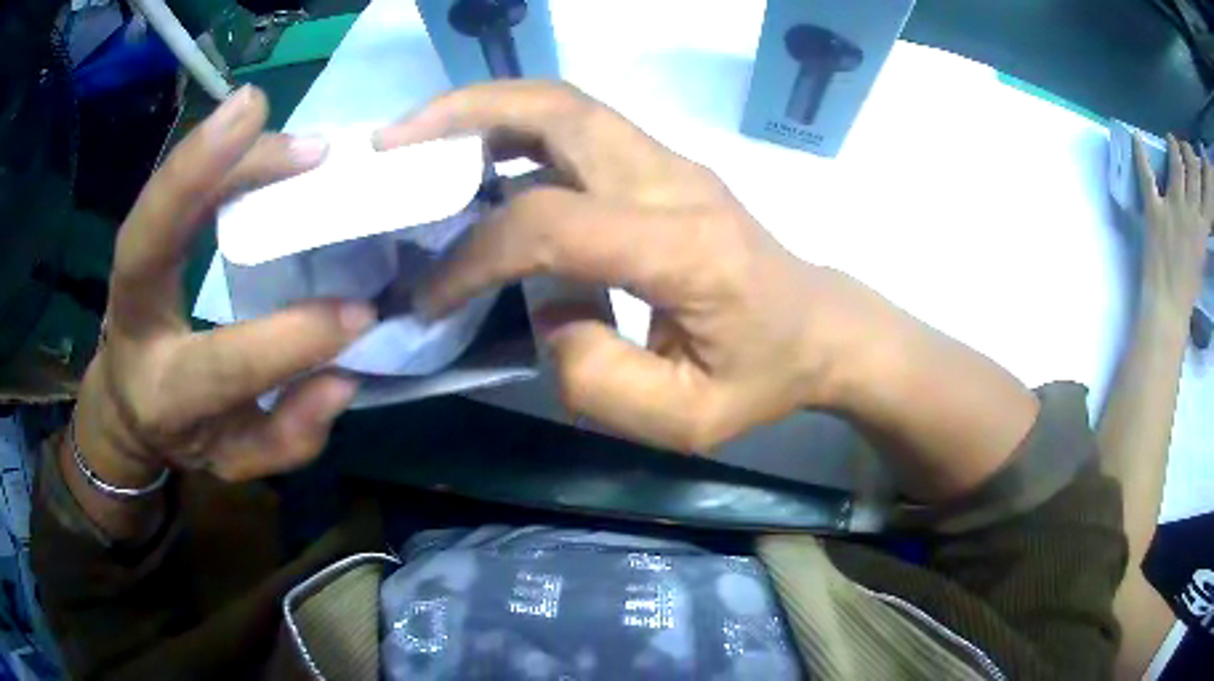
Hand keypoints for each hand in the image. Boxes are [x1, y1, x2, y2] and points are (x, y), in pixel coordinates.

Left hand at [75, 85, 374, 487]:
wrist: (128, 404)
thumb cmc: (188, 430)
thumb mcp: (239, 456)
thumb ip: (290, 434)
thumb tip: (343, 377)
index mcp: (164, 396)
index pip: (217, 368)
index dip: (284, 342)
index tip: (357, 313)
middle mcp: (133, 327)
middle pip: (144, 244)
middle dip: (199, 178)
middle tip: (297, 144)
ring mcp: (127, 274)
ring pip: (155, 199)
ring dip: (221, 153)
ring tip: (299, 142)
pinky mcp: (138, 236)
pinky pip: (170, 184)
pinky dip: (214, 151)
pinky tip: (257, 126)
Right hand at [376, 82, 888, 451]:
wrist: (819, 327)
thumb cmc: (763, 378)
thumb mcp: (685, 419)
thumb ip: (598, 380)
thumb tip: (544, 315)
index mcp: (684, 249)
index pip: (553, 224)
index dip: (475, 256)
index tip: (429, 295)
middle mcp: (673, 181)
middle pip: (556, 112)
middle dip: (462, 115)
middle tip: (395, 143)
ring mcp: (670, 161)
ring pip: (563, 104)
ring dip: (482, 109)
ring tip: (419, 139)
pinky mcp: (662, 163)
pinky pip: (576, 125)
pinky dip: (513, 126)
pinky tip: (475, 155)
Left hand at [1136, 134, 1211, 322]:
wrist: (1168, 307)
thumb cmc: (1187, 289)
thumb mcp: (1201, 254)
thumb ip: (1200, 230)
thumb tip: (1198, 210)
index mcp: (1203, 227)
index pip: (1204, 189)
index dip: (1198, 167)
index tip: (1194, 157)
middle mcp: (1191, 211)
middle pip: (1191, 169)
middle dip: (1187, 151)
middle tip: (1182, 145)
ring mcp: (1173, 207)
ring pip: (1175, 164)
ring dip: (1173, 147)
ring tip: (1170, 139)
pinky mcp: (1154, 209)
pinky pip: (1146, 173)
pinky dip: (1140, 152)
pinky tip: (1136, 136)